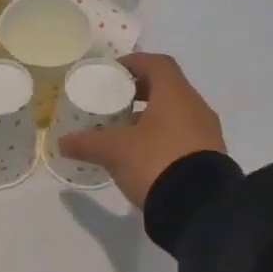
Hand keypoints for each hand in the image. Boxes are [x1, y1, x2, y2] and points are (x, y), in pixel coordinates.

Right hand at [57, 53, 226, 208]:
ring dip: (150, 118)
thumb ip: (87, 143)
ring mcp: (206, 133)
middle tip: (114, 103)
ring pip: (175, 114)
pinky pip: (182, 136)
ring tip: (124, 133)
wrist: (200, 208)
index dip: (133, 63)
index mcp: (175, 94)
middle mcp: (195, 107)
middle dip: (139, 92)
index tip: (112, 73)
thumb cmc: (155, 162)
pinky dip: (161, 138)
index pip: (156, 63)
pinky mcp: (209, 157)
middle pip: (166, 88)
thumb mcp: (114, 151)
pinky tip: (143, 156)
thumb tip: (63, 142)